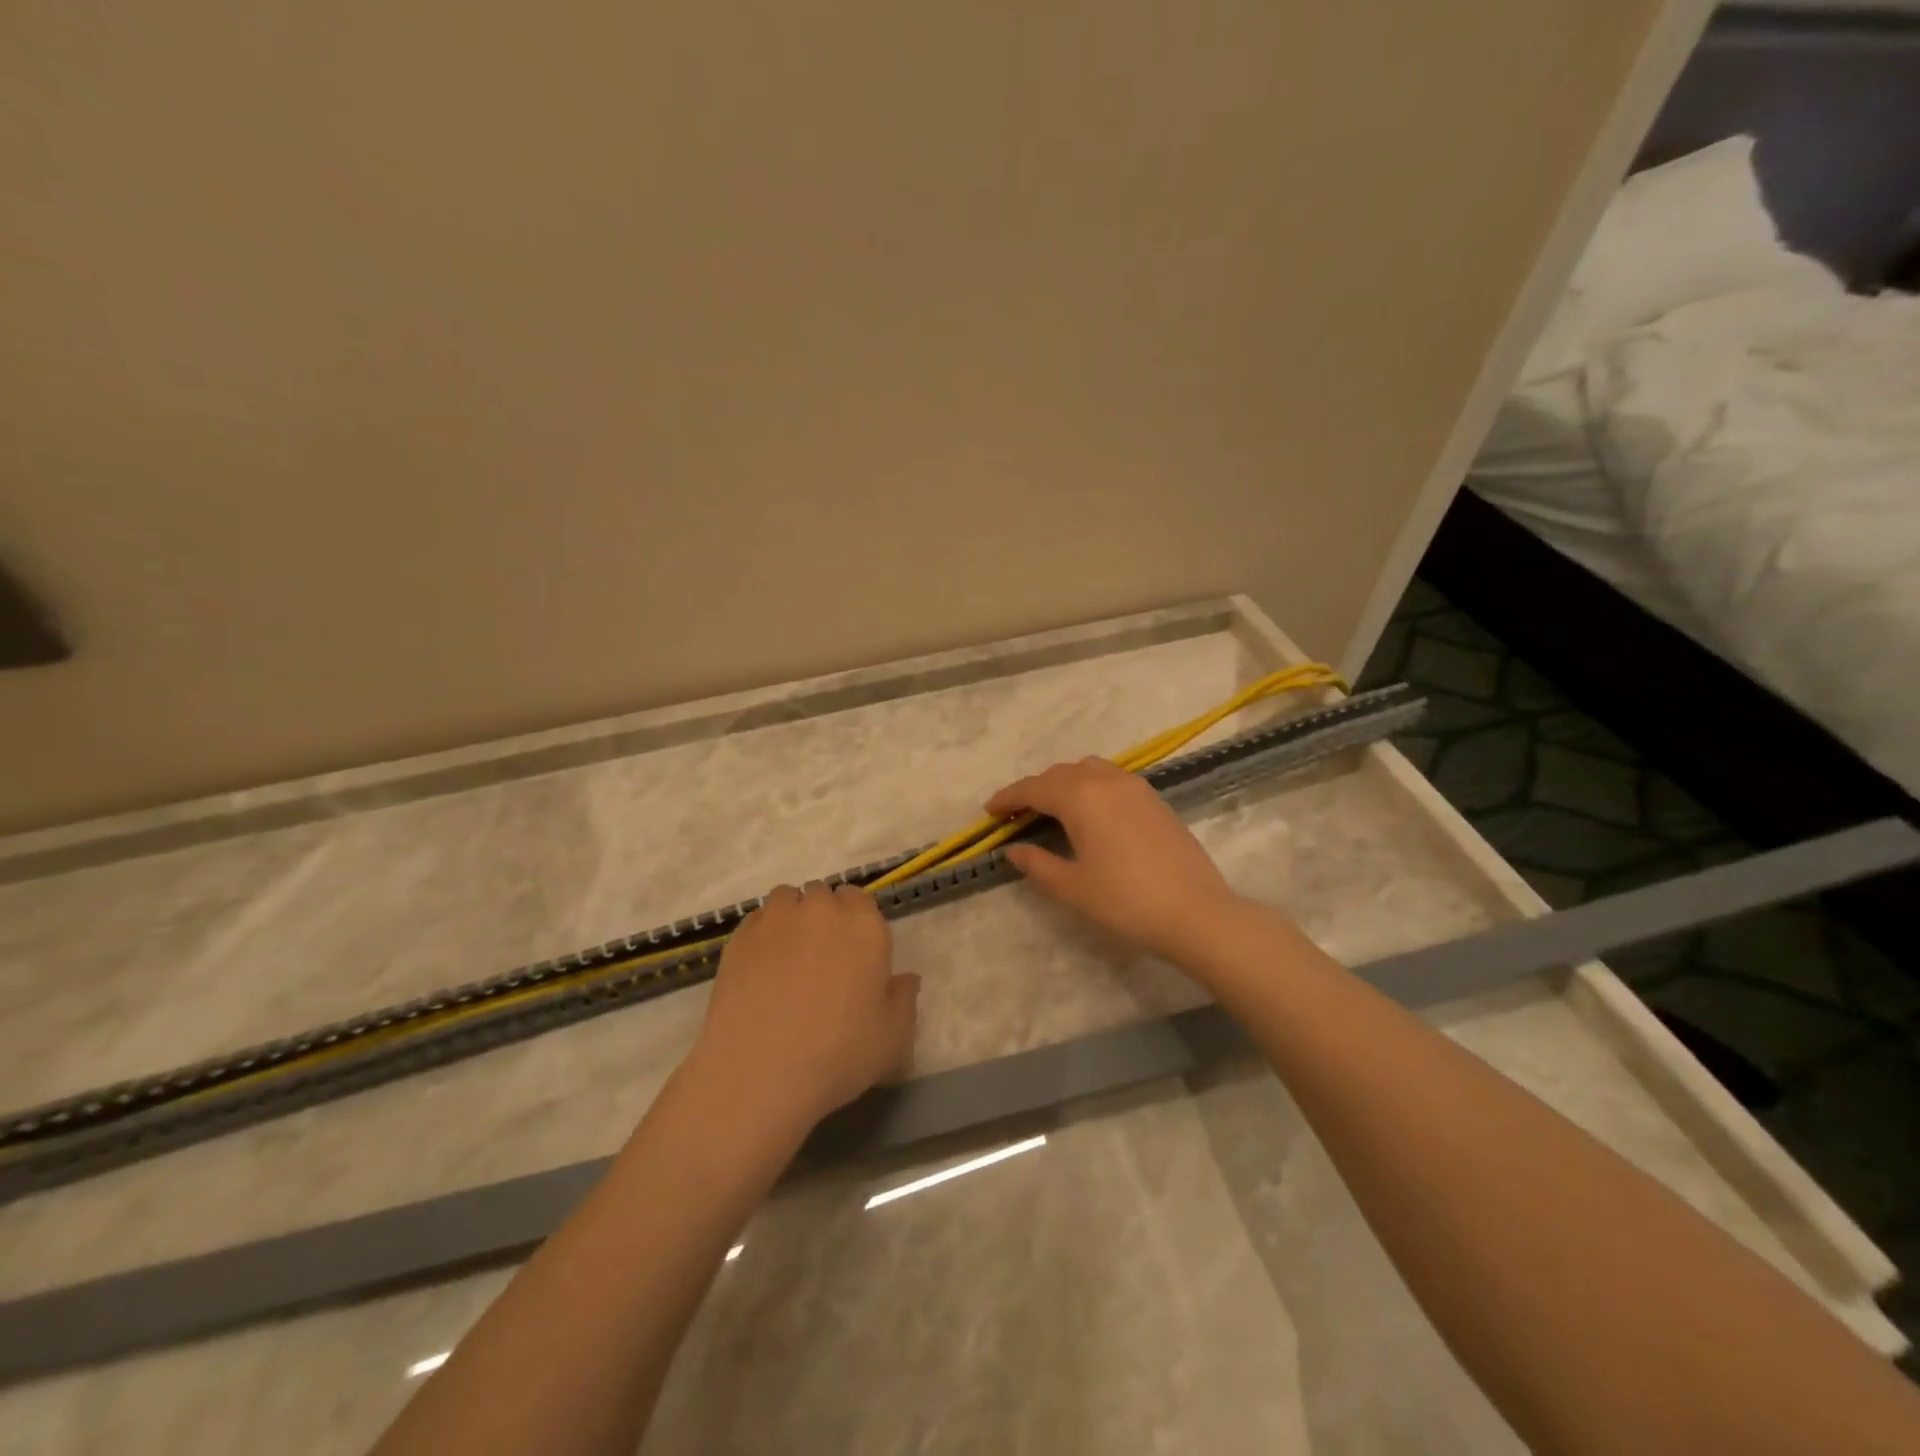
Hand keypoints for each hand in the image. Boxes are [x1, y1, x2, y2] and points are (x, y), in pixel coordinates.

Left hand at [687, 882, 918, 1136]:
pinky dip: (763, 933)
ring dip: (792, 915)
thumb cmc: (838, 1054)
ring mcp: (777, 920)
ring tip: (788, 953)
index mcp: (865, 927)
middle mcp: (822, 911)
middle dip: (823, 914)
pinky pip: (756, 919)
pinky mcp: (740, 937)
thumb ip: (903, 999)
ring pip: (787, 898)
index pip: (860, 898)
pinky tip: (760, 966)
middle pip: (823, 894)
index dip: (855, 918)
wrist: (760, 1073)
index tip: (852, 946)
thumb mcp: (892, 1037)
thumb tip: (906, 978)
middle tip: (821, 954)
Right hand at [987, 757, 1240, 963]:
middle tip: (1017, 815)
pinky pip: (1112, 779)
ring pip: (1089, 770)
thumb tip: (1014, 850)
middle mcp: (1106, 781)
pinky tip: (1091, 814)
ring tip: (1053, 810)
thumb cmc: (1126, 901)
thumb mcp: (1073, 887)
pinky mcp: (1155, 800)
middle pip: (1060, 774)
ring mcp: (1136, 787)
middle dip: (1035, 790)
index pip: (1034, 788)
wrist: (1196, 912)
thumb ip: (1038, 864)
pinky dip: (1090, 787)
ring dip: (1064, 783)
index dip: (1008, 798)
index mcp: (1081, 798)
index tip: (989, 811)